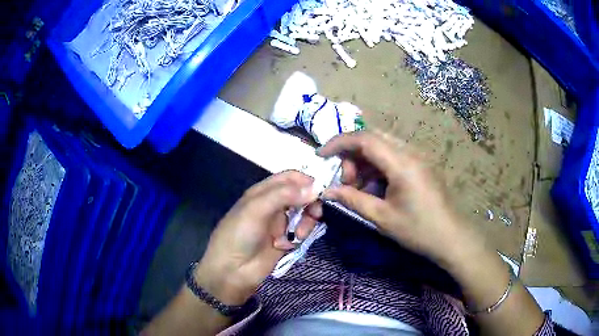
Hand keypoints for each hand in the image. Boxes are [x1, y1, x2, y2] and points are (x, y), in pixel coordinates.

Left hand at [194, 171, 320, 304]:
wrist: (231, 271)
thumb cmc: (239, 235)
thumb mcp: (257, 209)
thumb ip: (284, 195)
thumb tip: (315, 188)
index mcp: (263, 192)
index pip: (289, 178)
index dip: (305, 181)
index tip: (320, 190)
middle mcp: (273, 205)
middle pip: (301, 196)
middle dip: (310, 203)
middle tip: (315, 214)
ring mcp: (279, 224)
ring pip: (304, 215)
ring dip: (306, 222)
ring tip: (299, 235)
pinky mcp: (285, 241)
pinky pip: (301, 232)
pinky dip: (299, 236)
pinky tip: (287, 245)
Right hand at [318, 131, 483, 266]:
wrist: (452, 237)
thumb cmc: (418, 230)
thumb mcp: (382, 217)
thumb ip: (352, 199)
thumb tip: (327, 191)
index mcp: (401, 163)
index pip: (364, 138)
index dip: (338, 143)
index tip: (320, 155)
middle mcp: (410, 152)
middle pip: (372, 138)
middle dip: (351, 155)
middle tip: (345, 181)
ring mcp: (417, 157)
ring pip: (382, 147)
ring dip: (364, 162)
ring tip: (358, 188)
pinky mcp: (420, 165)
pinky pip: (392, 156)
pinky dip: (377, 167)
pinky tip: (375, 188)